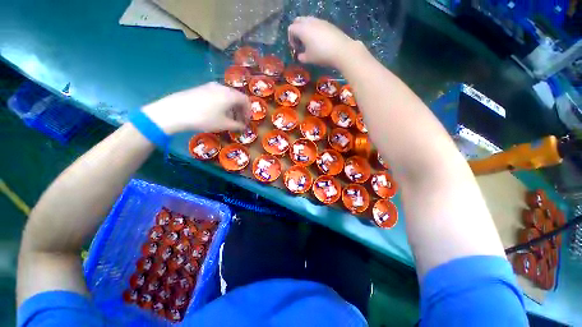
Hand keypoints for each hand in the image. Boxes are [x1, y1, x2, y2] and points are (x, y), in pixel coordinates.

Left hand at [142, 82, 250, 133]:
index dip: (249, 112)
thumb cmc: (205, 118)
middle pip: (237, 97)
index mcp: (230, 95)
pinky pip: (218, 95)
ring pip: (227, 96)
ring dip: (232, 108)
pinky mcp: (202, 88)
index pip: (246, 101)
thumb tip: (244, 127)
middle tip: (239, 121)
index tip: (246, 121)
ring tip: (228, 119)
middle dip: (241, 110)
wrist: (176, 111)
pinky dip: (223, 104)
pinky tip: (217, 113)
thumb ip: (237, 125)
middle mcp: (222, 87)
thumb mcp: (224, 124)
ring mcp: (211, 86)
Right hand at [288, 17, 355, 67]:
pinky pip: (316, 23)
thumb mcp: (308, 59)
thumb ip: (301, 57)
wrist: (341, 50)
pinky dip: (313, 30)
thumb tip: (300, 56)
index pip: (291, 29)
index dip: (290, 39)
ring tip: (309, 42)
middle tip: (300, 43)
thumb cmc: (321, 55)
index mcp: (302, 29)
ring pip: (307, 21)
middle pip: (298, 21)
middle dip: (296, 31)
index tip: (295, 49)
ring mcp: (319, 21)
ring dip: (305, 29)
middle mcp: (309, 21)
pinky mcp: (327, 23)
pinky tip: (318, 41)